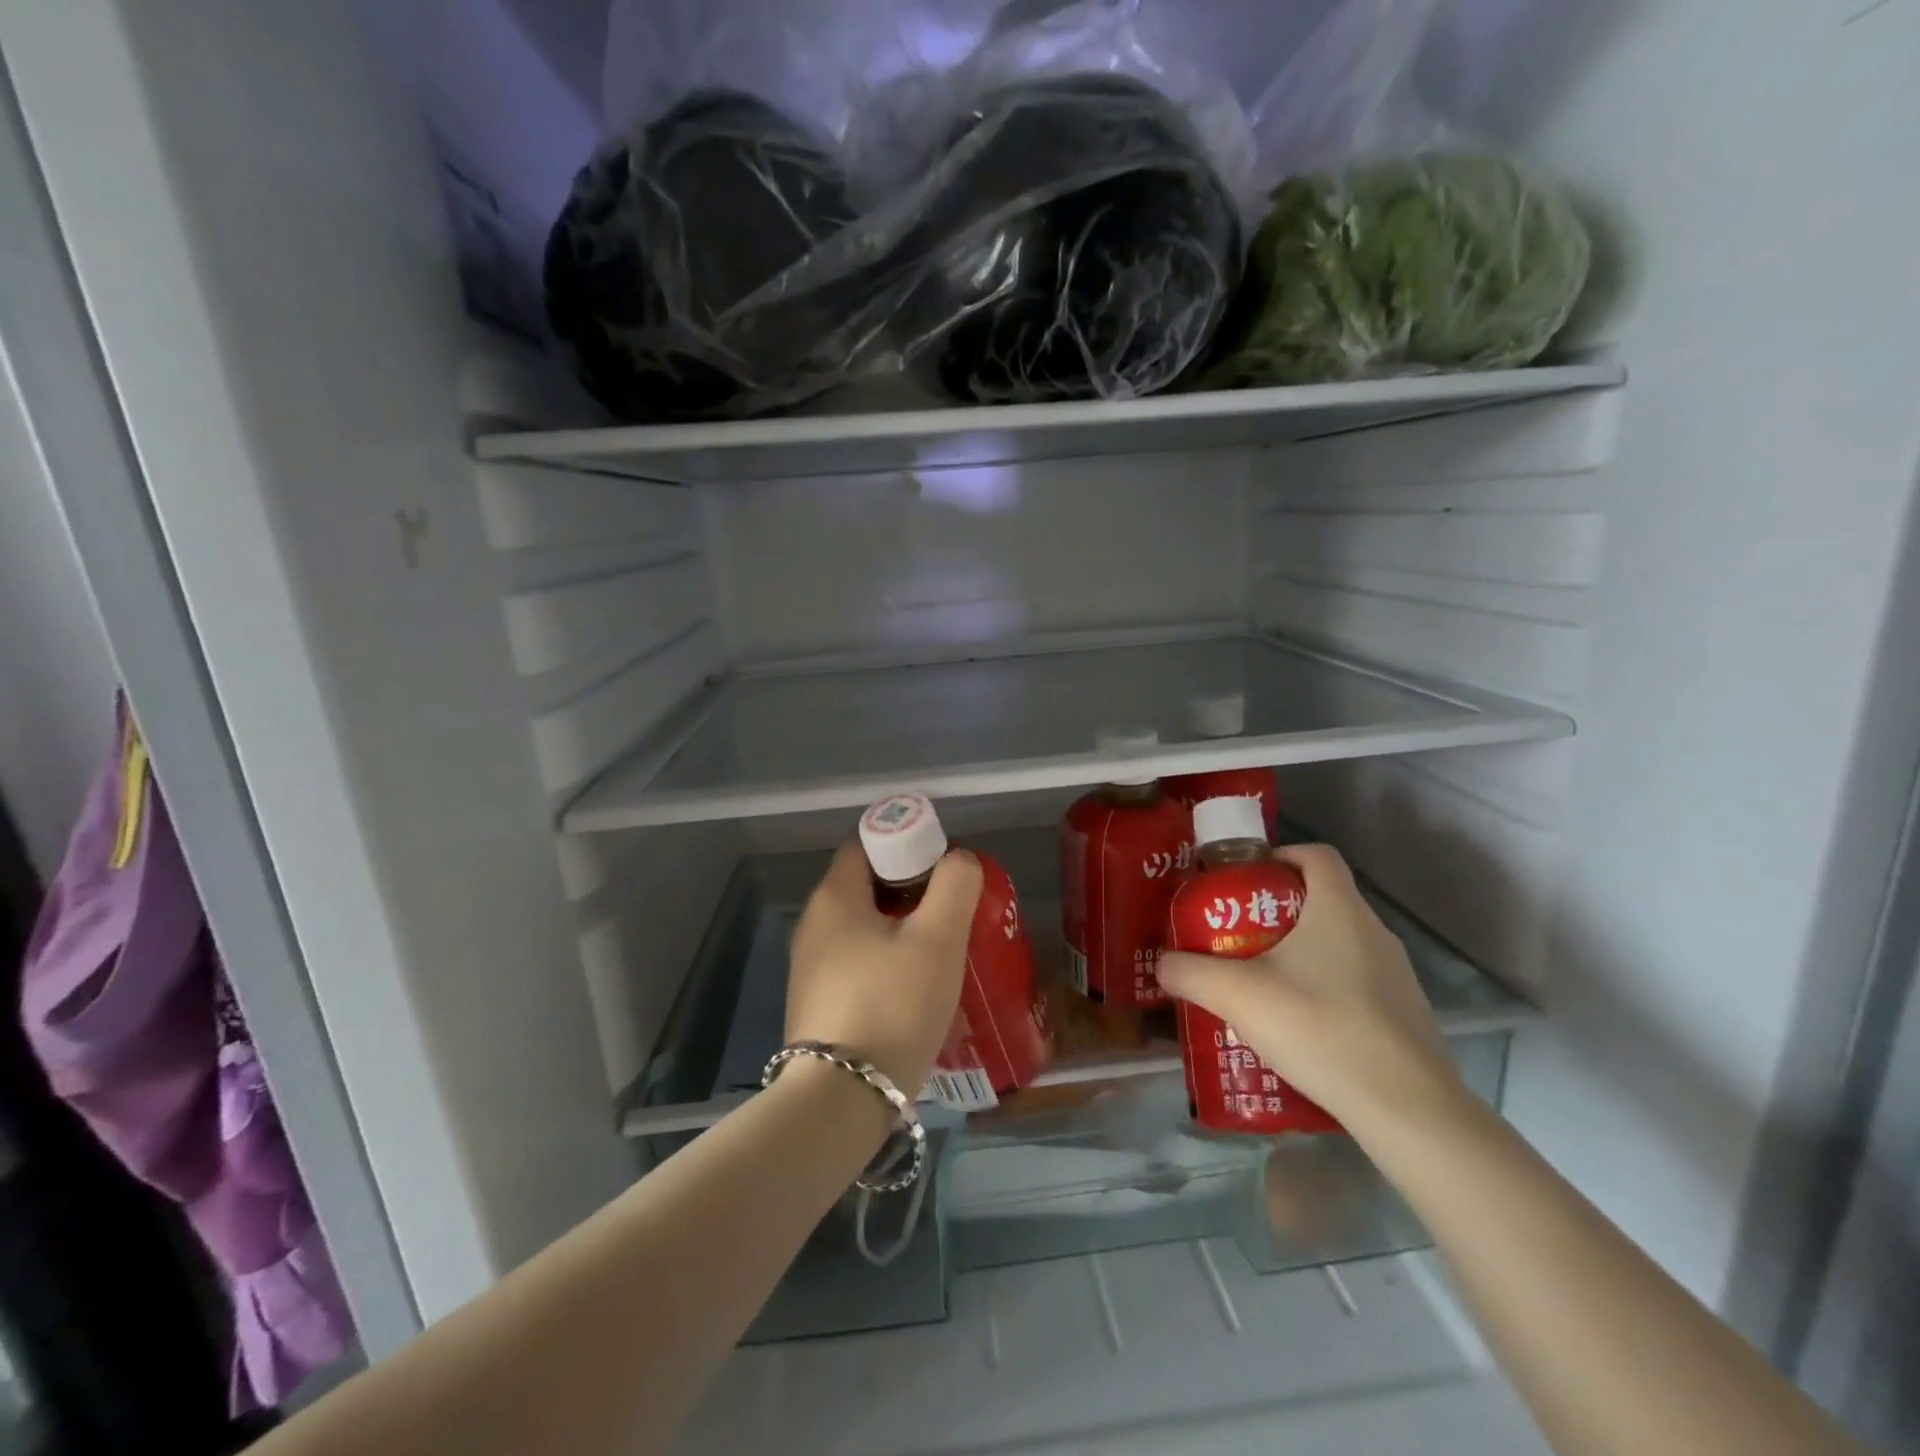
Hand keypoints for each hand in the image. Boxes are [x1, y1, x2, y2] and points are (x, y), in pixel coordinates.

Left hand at [785, 841, 982, 1094]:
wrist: (839, 1102)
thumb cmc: (892, 1005)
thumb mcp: (937, 939)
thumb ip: (954, 886)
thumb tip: (959, 859)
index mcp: (834, 897)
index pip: (866, 844)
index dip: (906, 843)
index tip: (943, 868)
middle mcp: (813, 925)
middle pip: (866, 886)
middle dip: (911, 891)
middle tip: (952, 911)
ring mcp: (809, 968)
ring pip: (863, 928)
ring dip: (901, 930)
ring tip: (941, 952)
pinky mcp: (817, 1003)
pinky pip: (857, 964)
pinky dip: (886, 963)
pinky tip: (914, 990)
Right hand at [1156, 844, 1464, 1135]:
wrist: (1407, 1110)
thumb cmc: (1320, 1027)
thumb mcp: (1238, 995)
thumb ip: (1190, 972)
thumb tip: (1163, 963)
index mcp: (1339, 908)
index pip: (1316, 855)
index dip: (1280, 856)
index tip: (1245, 881)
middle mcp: (1374, 931)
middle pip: (1321, 900)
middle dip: (1275, 914)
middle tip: (1236, 939)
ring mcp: (1397, 976)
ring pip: (1338, 946)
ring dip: (1299, 956)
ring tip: (1260, 987)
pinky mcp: (1405, 1016)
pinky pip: (1355, 985)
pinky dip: (1324, 992)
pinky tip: (1297, 1029)